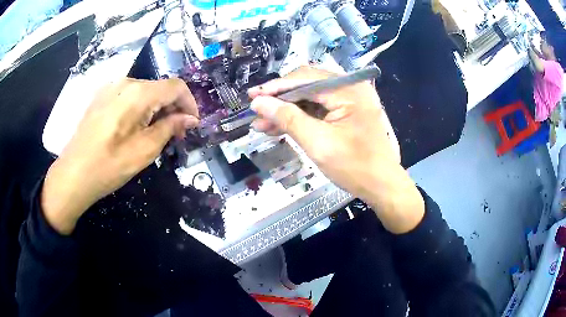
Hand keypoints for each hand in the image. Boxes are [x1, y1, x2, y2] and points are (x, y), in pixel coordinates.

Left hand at [42, 78, 199, 234]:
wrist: (73, 175)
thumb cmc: (109, 166)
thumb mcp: (144, 150)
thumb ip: (170, 128)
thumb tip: (190, 118)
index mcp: (138, 93)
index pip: (175, 87)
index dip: (189, 103)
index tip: (193, 124)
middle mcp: (125, 83)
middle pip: (159, 88)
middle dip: (172, 108)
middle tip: (175, 134)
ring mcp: (110, 88)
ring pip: (144, 92)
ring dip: (156, 109)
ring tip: (155, 133)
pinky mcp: (101, 97)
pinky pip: (128, 96)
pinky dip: (139, 108)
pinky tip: (134, 128)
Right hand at [249, 66, 423, 233]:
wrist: (382, 186)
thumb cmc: (354, 167)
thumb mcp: (318, 143)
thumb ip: (287, 118)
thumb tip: (258, 102)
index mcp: (348, 89)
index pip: (304, 79)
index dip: (275, 88)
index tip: (252, 96)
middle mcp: (350, 87)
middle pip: (306, 85)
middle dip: (280, 100)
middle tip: (257, 112)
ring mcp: (351, 99)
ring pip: (310, 98)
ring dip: (287, 110)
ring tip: (263, 123)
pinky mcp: (348, 111)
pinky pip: (319, 108)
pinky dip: (301, 117)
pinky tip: (281, 126)